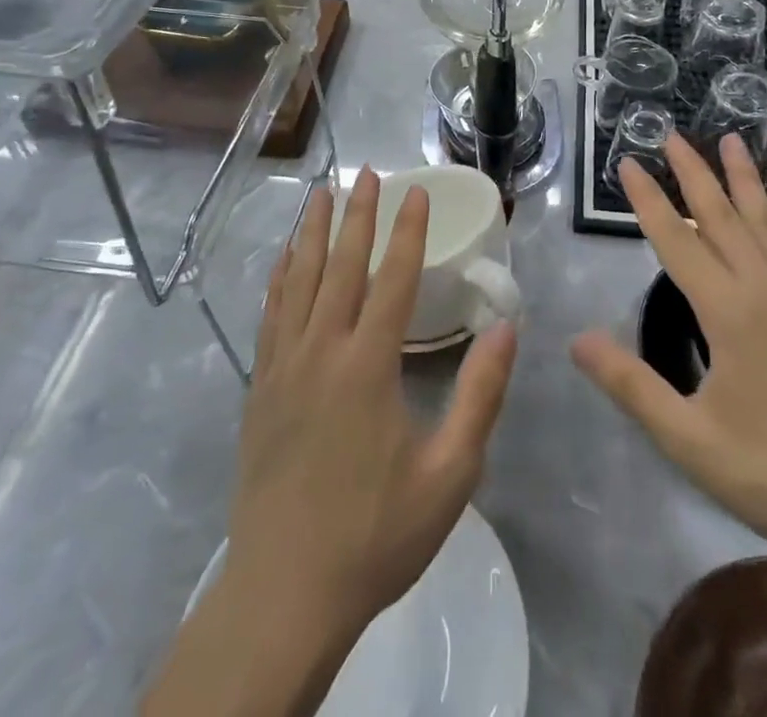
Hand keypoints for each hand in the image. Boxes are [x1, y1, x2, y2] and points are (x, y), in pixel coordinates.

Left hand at [223, 166, 518, 647]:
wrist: (284, 593)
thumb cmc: (375, 534)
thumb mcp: (450, 474)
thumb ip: (481, 395)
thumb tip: (507, 327)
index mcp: (368, 365)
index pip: (393, 277)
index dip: (407, 229)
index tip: (414, 189)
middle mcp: (321, 350)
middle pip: (340, 264)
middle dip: (356, 213)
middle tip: (365, 171)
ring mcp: (283, 365)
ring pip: (298, 280)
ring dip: (312, 232)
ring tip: (319, 193)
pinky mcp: (260, 387)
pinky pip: (270, 313)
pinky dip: (280, 276)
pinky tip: (284, 259)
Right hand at [571, 134, 766, 562]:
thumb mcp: (688, 438)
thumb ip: (631, 384)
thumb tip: (576, 339)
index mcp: (728, 312)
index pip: (675, 240)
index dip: (647, 200)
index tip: (626, 163)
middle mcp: (765, 289)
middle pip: (721, 216)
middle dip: (692, 172)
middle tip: (671, 135)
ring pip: (766, 222)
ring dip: (744, 179)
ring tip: (730, 139)